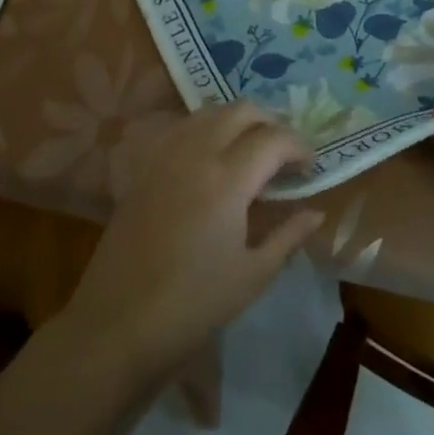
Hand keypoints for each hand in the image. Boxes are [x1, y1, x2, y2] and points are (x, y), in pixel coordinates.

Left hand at [60, 103, 323, 377]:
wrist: (117, 324)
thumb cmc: (193, 306)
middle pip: (241, 110)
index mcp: (228, 179)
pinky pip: (182, 127)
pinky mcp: (145, 166)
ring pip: (209, 112)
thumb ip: (288, 236)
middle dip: (271, 123)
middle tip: (283, 154)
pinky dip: (206, 129)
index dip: (299, 147)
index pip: (273, 139)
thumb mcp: (252, 276)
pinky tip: (211, 157)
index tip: (310, 168)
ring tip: (251, 150)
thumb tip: (316, 212)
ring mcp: (166, 155)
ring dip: (237, 121)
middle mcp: (197, 153)